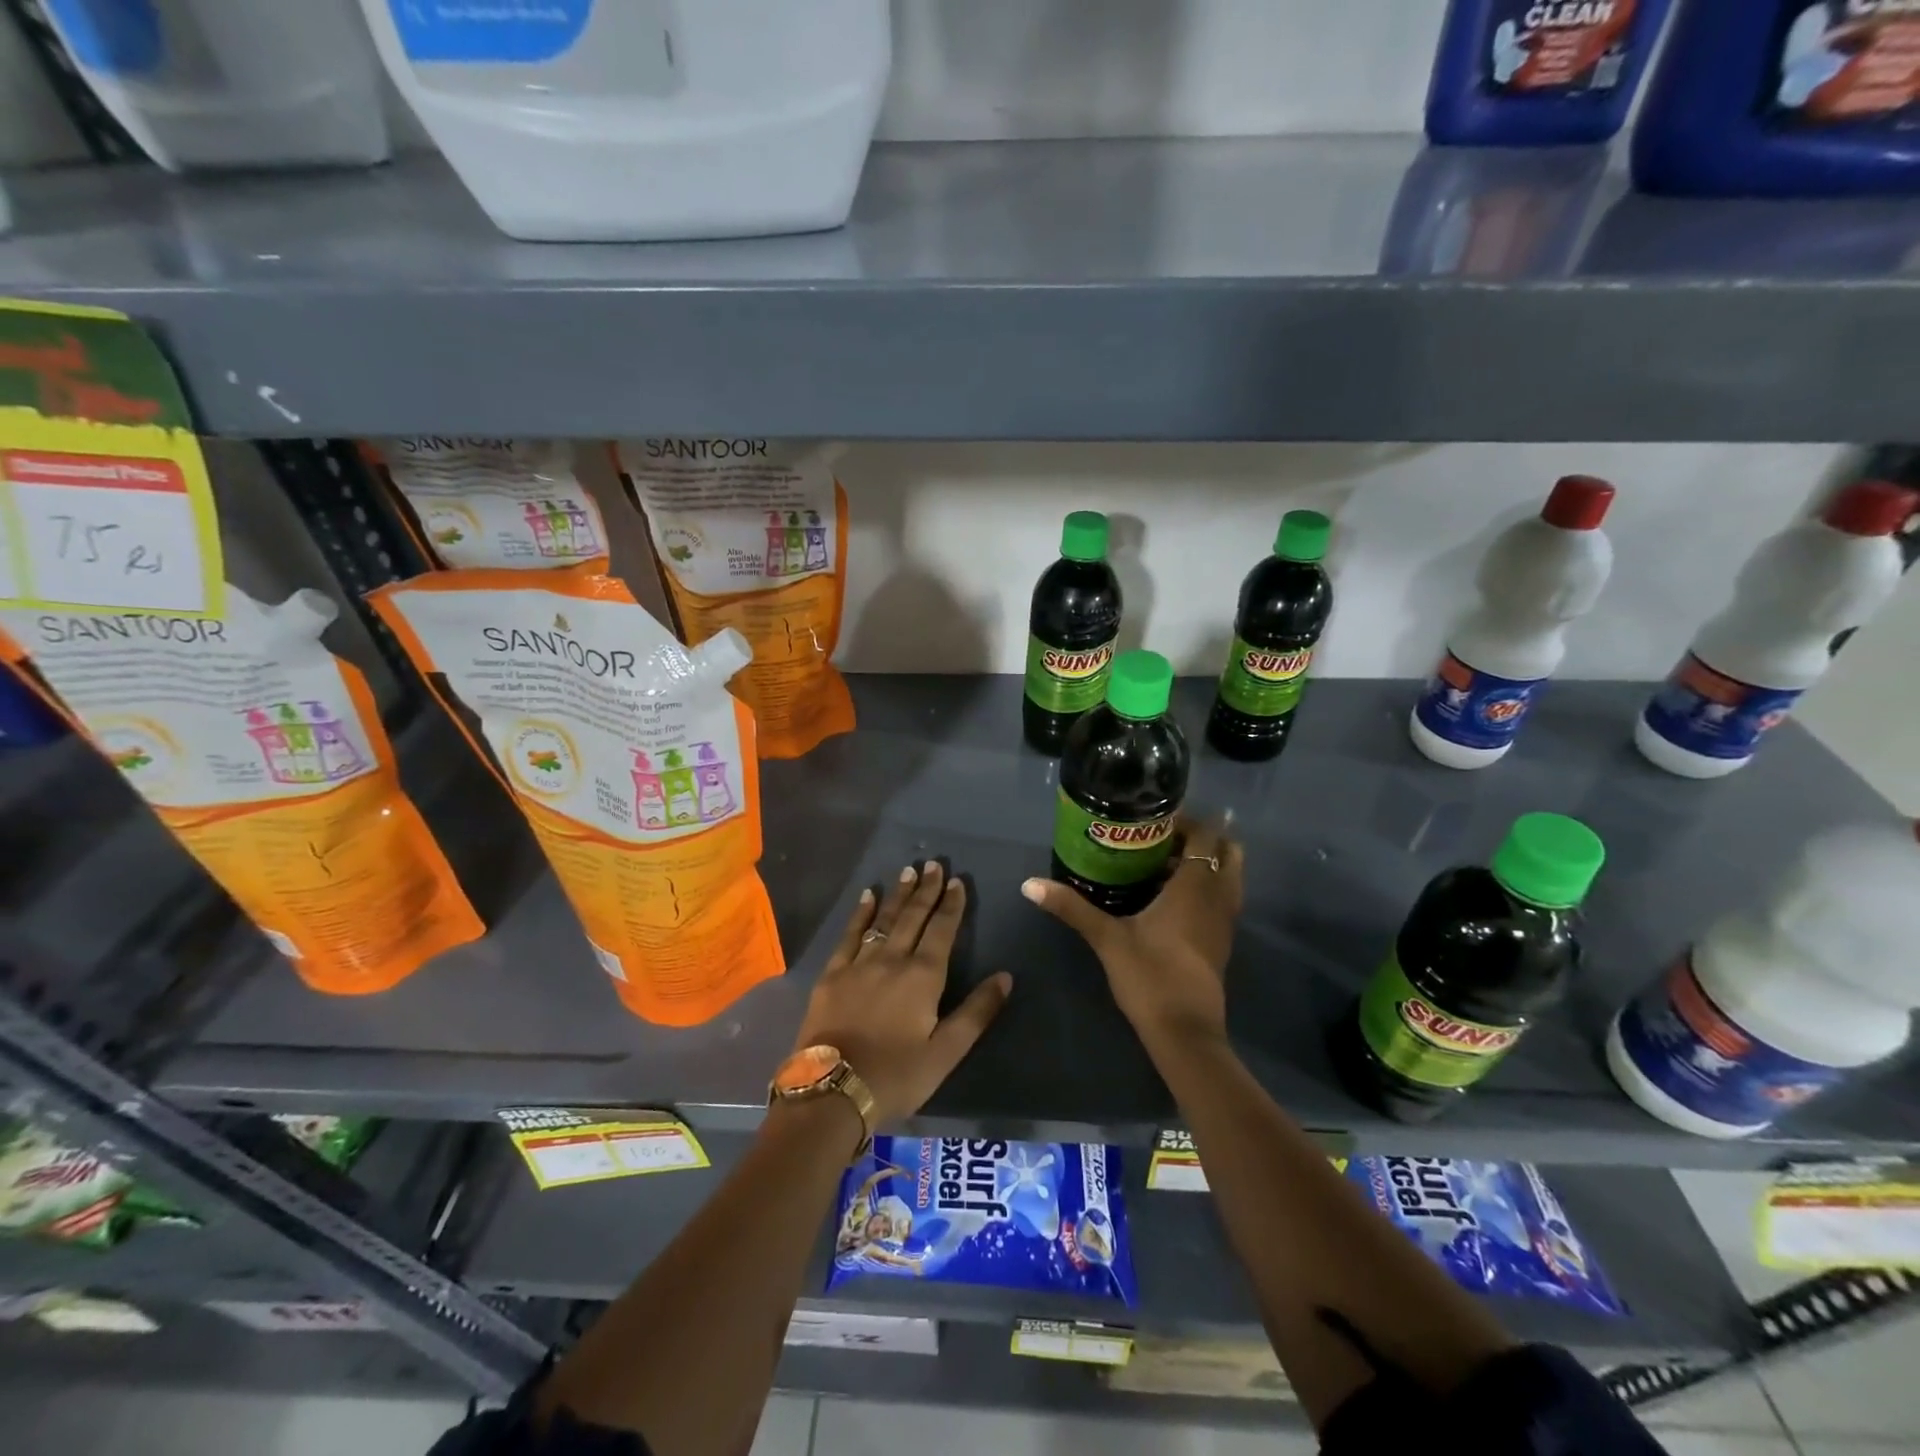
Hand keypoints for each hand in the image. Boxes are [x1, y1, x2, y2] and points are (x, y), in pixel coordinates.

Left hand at [793, 861, 1012, 1127]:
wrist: (833, 1092)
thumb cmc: (896, 1076)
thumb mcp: (946, 1053)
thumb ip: (976, 1012)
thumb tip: (1005, 976)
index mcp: (923, 977)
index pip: (942, 931)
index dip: (951, 905)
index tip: (958, 881)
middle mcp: (893, 960)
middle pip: (913, 917)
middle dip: (926, 890)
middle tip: (934, 864)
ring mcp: (859, 964)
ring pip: (883, 920)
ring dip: (898, 894)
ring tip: (908, 871)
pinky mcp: (833, 974)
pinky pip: (850, 934)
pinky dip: (860, 913)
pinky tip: (867, 896)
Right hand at [1022, 815, 1242, 1054]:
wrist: (1185, 1032)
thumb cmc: (1150, 976)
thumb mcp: (1107, 938)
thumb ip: (1071, 907)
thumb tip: (1029, 884)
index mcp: (1195, 886)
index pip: (1205, 834)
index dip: (1186, 820)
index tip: (1153, 818)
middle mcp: (1218, 896)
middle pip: (1227, 850)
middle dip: (1201, 837)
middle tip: (1162, 838)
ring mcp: (1225, 920)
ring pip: (1229, 875)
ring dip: (1206, 862)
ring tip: (1165, 863)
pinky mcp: (1222, 941)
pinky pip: (1223, 897)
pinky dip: (1207, 886)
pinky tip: (1172, 897)